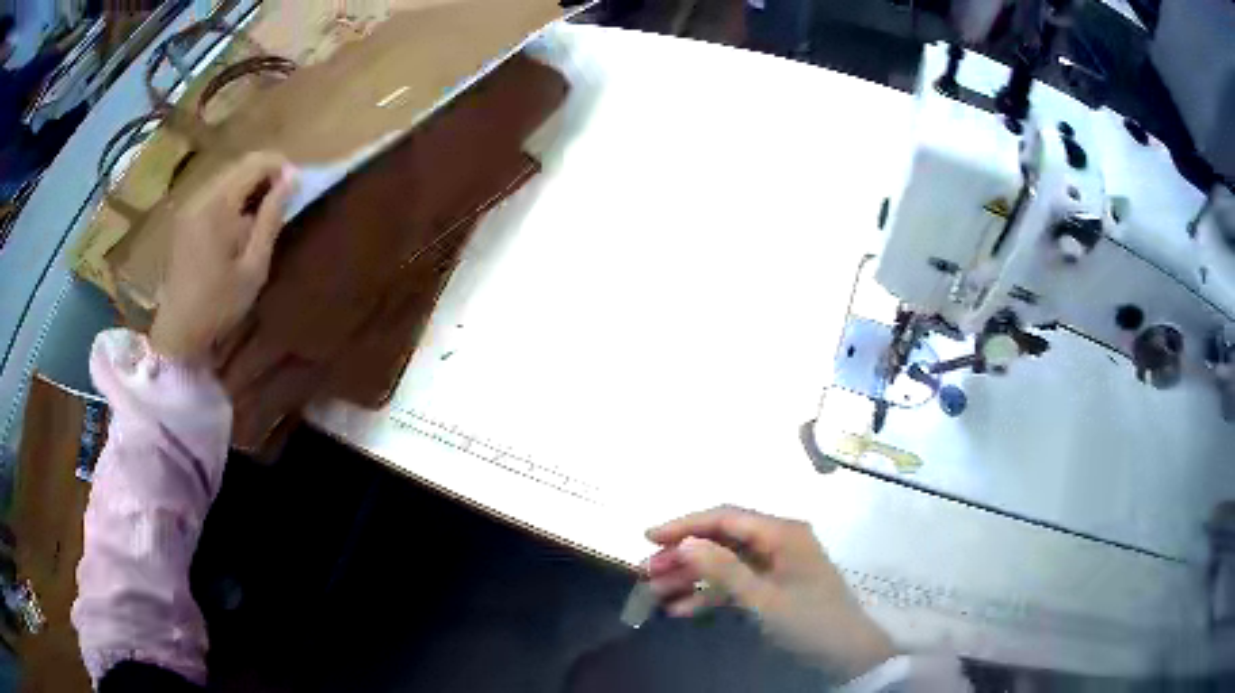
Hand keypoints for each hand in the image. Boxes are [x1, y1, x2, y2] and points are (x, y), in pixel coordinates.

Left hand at [150, 152, 295, 362]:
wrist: (177, 332)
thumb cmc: (219, 306)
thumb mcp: (254, 268)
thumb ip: (271, 219)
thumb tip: (292, 180)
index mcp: (219, 206)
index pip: (255, 163)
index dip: (280, 166)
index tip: (297, 184)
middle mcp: (202, 197)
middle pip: (239, 165)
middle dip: (265, 173)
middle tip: (284, 197)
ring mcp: (190, 206)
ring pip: (227, 176)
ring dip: (249, 184)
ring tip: (264, 209)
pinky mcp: (185, 218)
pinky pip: (214, 192)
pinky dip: (233, 196)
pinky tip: (240, 220)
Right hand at [645, 506, 895, 681]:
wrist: (847, 654)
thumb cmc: (810, 622)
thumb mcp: (764, 599)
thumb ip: (724, 570)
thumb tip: (685, 542)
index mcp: (782, 533)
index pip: (726, 518)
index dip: (685, 525)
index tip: (648, 538)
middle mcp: (778, 541)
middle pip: (722, 539)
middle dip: (684, 555)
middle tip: (647, 572)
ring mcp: (776, 565)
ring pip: (724, 563)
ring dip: (692, 577)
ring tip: (656, 593)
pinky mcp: (774, 586)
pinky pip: (735, 583)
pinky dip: (710, 595)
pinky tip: (682, 609)